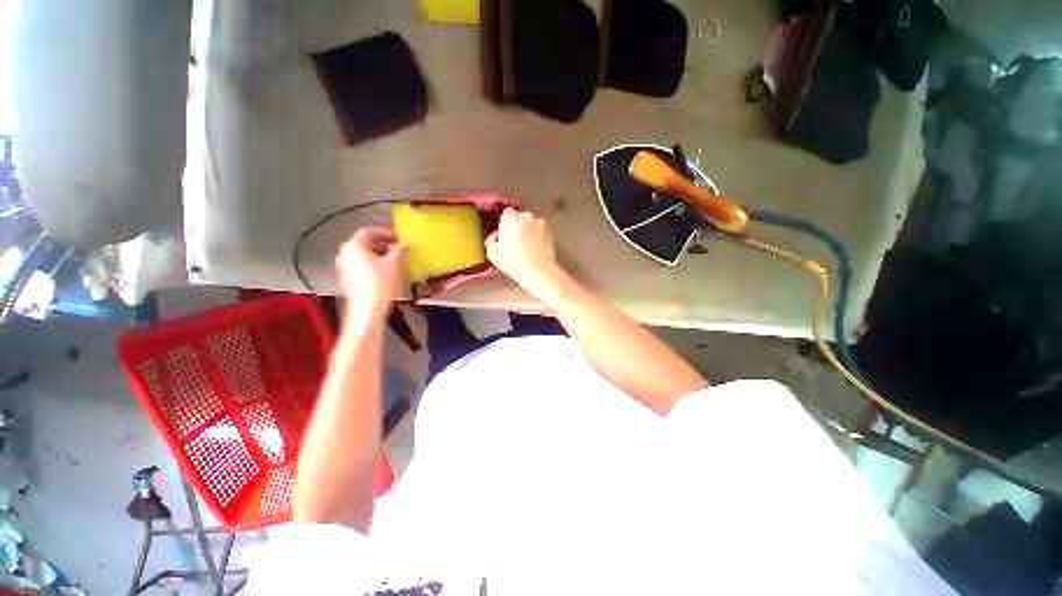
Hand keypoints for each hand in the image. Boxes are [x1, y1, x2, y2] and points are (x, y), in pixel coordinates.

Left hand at [336, 228, 405, 321]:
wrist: (368, 307)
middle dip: (382, 243)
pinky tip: (385, 268)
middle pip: (364, 242)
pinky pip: (360, 263)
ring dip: (378, 252)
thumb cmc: (380, 282)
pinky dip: (372, 261)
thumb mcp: (393, 263)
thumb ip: (398, 250)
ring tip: (394, 257)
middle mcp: (345, 253)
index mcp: (354, 246)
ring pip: (362, 253)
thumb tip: (404, 244)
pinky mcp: (348, 276)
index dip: (384, 232)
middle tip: (397, 247)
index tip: (397, 237)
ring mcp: (344, 265)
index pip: (368, 231)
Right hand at [486, 208, 562, 295]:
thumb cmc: (514, 263)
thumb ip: (491, 240)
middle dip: (516, 228)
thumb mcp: (493, 254)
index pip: (506, 214)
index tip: (504, 237)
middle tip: (514, 244)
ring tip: (525, 249)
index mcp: (511, 218)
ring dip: (527, 232)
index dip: (504, 226)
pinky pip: (539, 231)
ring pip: (530, 224)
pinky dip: (536, 237)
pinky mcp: (549, 232)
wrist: (539, 272)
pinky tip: (534, 250)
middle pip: (518, 218)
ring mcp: (540, 223)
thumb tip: (496, 236)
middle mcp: (527, 217)